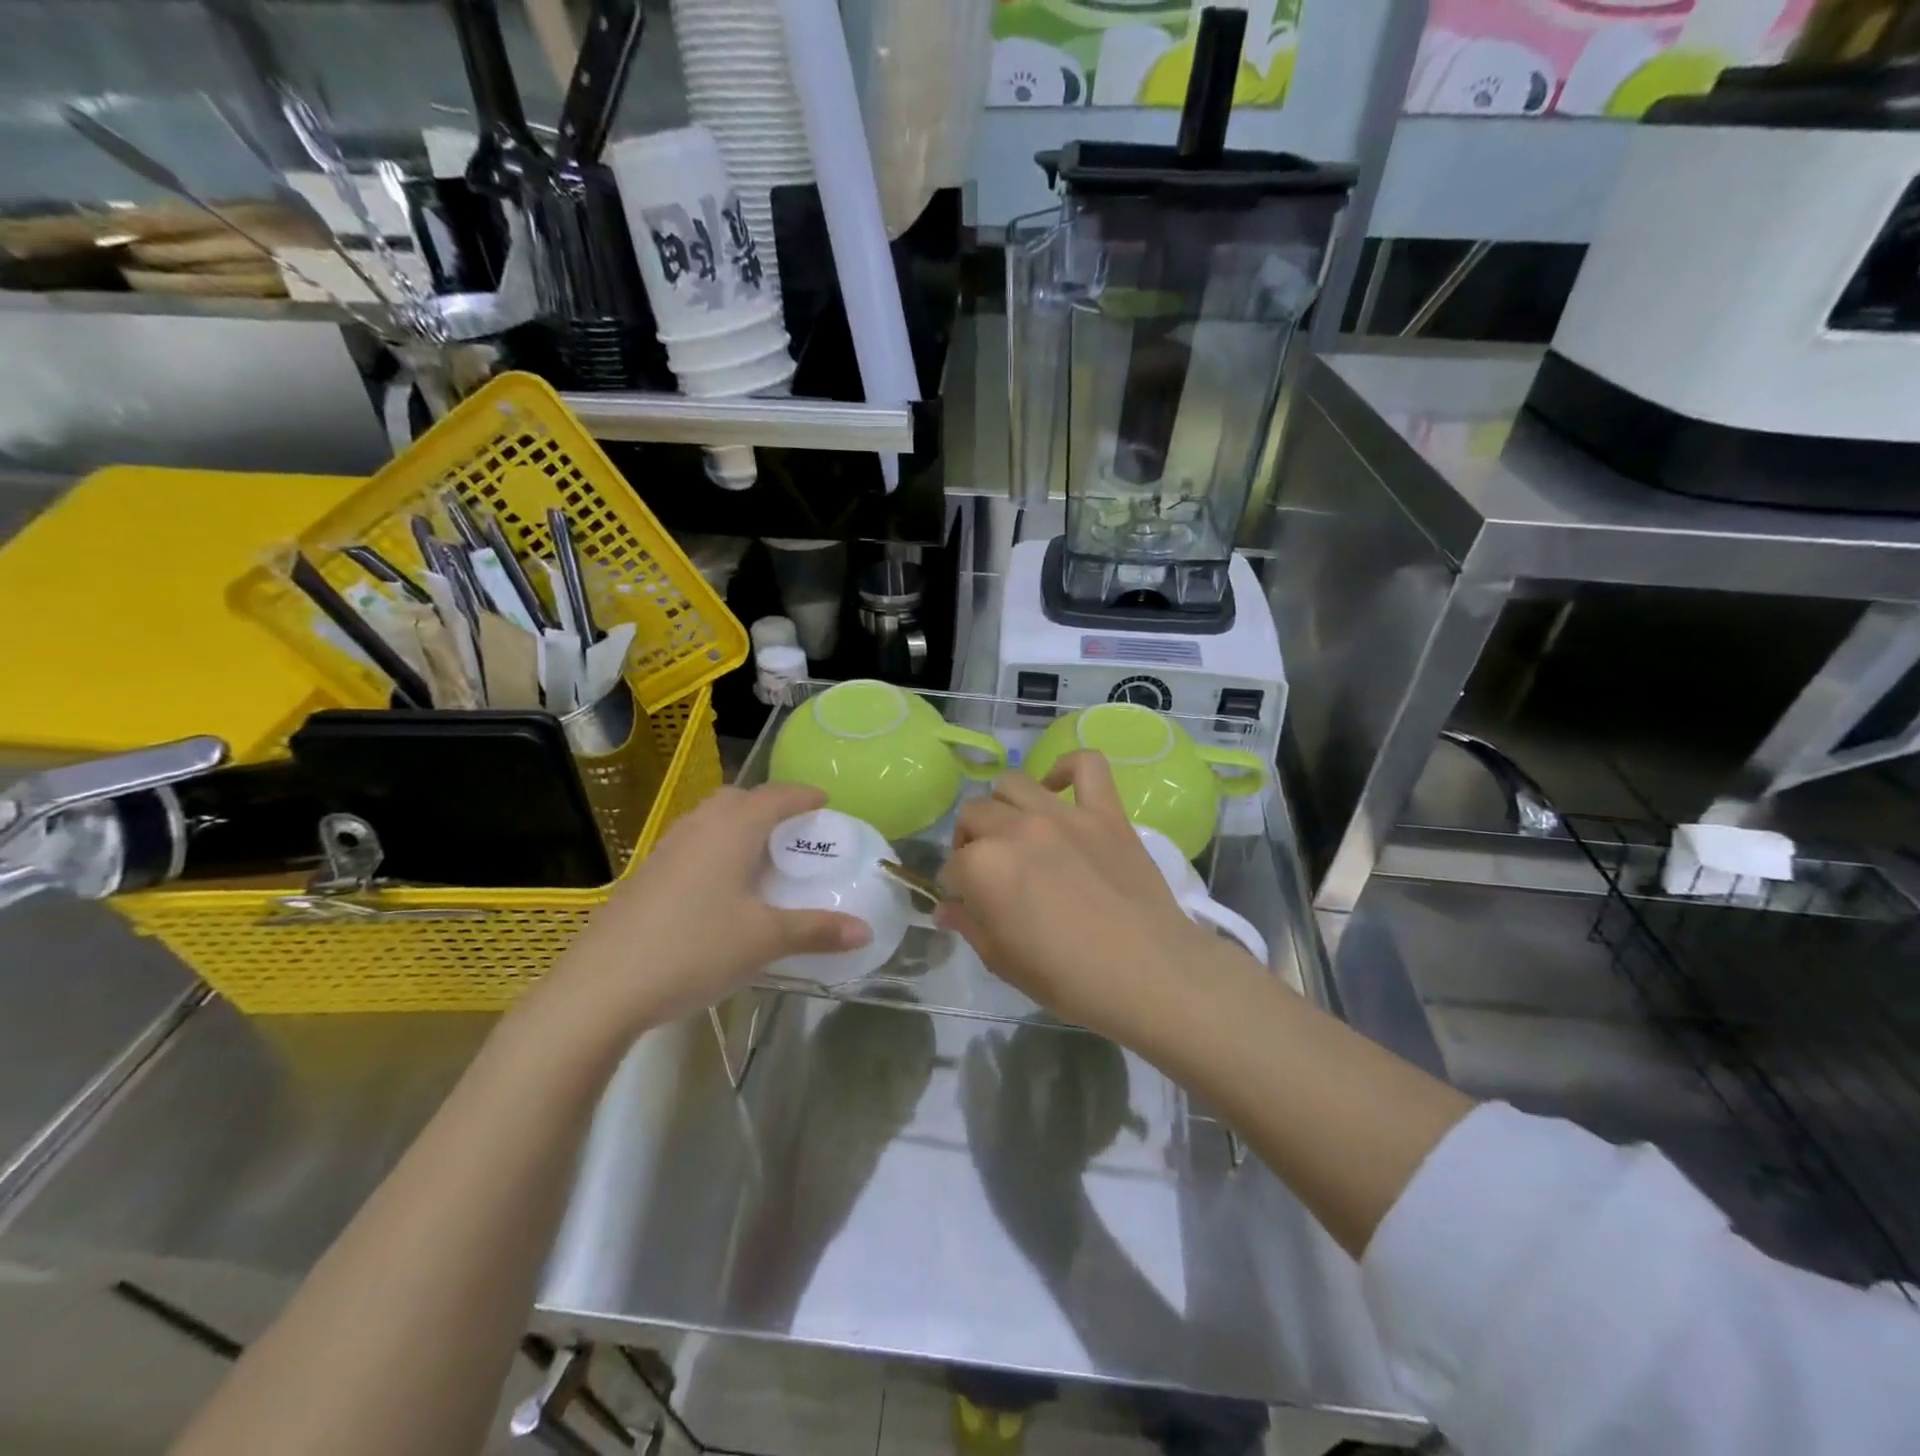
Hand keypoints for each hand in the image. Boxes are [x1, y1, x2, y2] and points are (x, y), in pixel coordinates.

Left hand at [534, 783, 870, 1041]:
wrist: (601, 987)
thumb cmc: (694, 949)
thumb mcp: (764, 940)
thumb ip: (817, 930)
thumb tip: (866, 930)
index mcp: (732, 829)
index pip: (776, 797)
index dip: (803, 796)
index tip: (824, 802)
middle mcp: (698, 827)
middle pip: (738, 799)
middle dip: (768, 805)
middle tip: (792, 830)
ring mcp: (665, 849)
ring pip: (709, 819)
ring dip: (738, 826)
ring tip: (758, 855)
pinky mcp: (645, 875)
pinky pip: (691, 844)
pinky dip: (714, 848)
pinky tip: (718, 887)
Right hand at [940, 753, 1211, 1038]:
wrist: (1148, 973)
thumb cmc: (1069, 979)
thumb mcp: (1003, 962)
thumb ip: (969, 926)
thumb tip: (946, 909)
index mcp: (985, 867)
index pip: (953, 866)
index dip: (956, 887)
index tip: (969, 904)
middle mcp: (1016, 829)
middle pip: (974, 815)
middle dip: (970, 842)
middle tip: (988, 870)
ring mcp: (1063, 814)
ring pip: (1013, 783)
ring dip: (1003, 806)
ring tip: (1015, 831)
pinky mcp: (1105, 812)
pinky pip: (1087, 766)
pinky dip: (1068, 768)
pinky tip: (1058, 787)